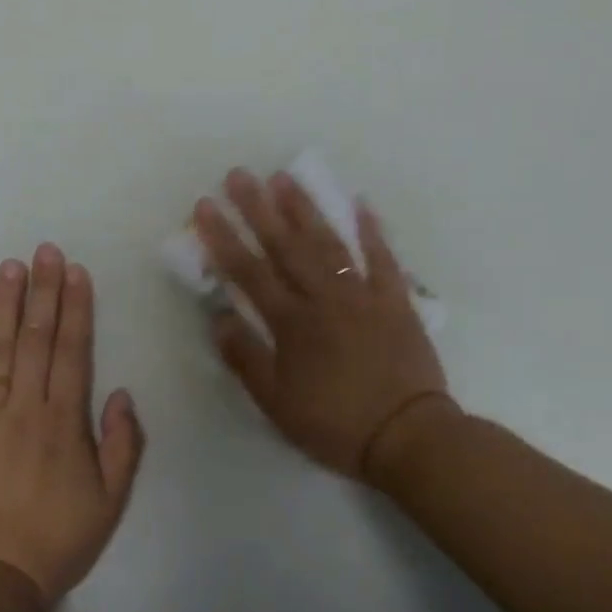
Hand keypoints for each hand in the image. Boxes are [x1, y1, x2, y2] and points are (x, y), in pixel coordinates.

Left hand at [0, 245, 145, 606]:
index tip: (75, 272)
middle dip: (43, 291)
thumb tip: (120, 392)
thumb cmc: (57, 540)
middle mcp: (24, 407)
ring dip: (5, 304)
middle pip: (35, 338)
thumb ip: (121, 444)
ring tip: (11, 266)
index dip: (75, 308)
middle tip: (45, 250)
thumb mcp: (111, 500)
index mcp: (64, 421)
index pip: (72, 350)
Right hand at [194, 168, 458, 482]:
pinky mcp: (396, 301)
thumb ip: (245, 358)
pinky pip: (383, 259)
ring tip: (285, 178)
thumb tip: (218, 318)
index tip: (204, 207)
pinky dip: (371, 230)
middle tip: (239, 175)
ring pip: (329, 243)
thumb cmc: (334, 424)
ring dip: (305, 209)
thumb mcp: (276, 403)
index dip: (223, 238)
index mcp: (291, 323)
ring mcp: (363, 295)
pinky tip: (359, 203)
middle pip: (286, 246)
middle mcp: (324, 299)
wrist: (407, 436)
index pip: (248, 272)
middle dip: (259, 209)